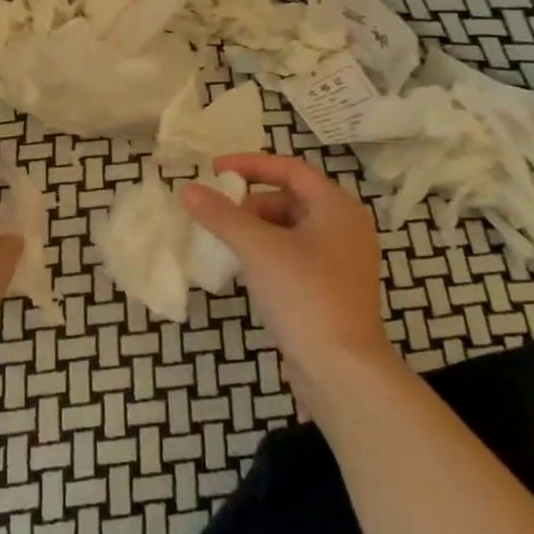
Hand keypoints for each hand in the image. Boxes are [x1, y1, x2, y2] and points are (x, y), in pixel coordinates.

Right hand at [181, 153, 399, 410]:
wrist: (341, 368)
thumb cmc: (304, 295)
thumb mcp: (257, 248)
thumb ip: (221, 215)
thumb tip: (188, 189)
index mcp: (337, 208)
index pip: (289, 169)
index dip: (250, 164)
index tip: (213, 170)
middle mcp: (344, 228)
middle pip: (289, 198)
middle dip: (249, 203)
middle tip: (217, 216)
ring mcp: (340, 260)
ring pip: (289, 229)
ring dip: (255, 230)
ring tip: (225, 244)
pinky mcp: (330, 288)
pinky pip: (293, 255)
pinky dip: (266, 253)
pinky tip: (245, 270)